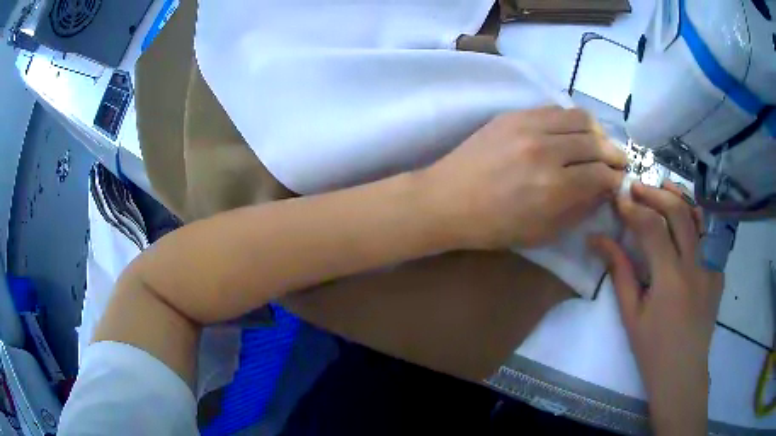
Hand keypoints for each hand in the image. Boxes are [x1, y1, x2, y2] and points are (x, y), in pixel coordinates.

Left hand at [419, 106, 625, 248]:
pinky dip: (571, 120)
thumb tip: (603, 190)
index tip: (619, 181)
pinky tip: (572, 132)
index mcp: (554, 187)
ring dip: (597, 131)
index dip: (616, 178)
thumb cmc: (494, 226)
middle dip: (614, 153)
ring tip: (599, 143)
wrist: (447, 200)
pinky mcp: (513, 114)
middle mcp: (546, 150)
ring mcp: (528, 126)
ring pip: (579, 117)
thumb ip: (579, 209)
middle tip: (617, 162)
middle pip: (596, 141)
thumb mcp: (542, 232)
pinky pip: (554, 109)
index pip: (601, 174)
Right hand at [591, 182, 723, 434]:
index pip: (652, 228)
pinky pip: (709, 237)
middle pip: (678, 212)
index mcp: (670, 280)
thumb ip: (620, 272)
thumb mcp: (631, 315)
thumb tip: (598, 240)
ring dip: (680, 197)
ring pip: (699, 217)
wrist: (683, 373)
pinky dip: (696, 220)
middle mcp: (695, 266)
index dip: (633, 209)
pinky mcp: (718, 272)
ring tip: (663, 185)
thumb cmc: (653, 350)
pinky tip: (685, 218)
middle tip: (637, 187)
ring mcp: (711, 267)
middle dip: (655, 193)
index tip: (618, 200)